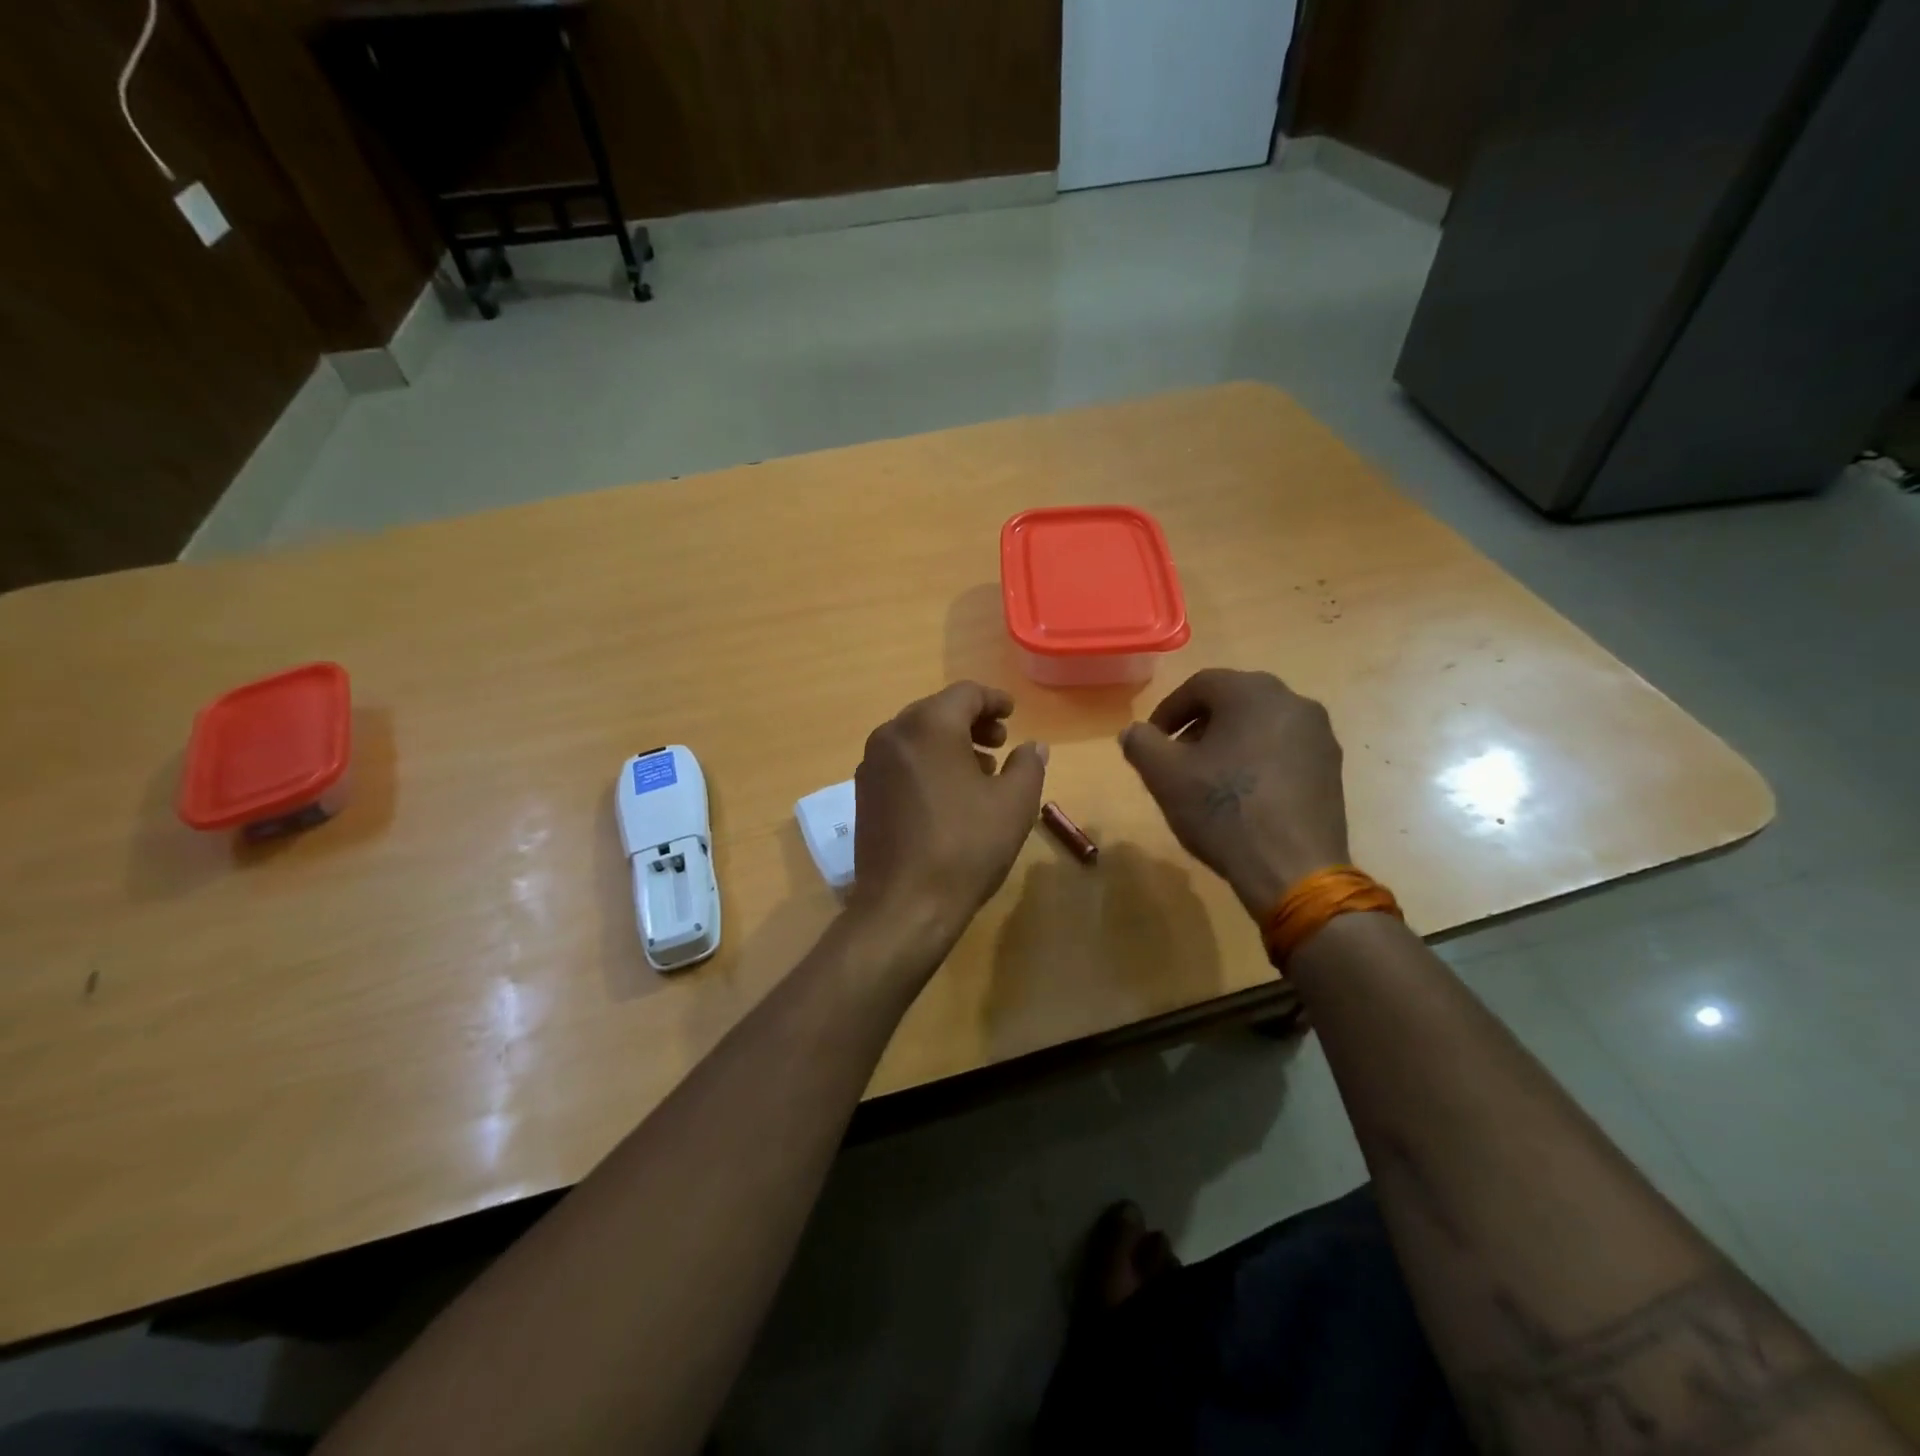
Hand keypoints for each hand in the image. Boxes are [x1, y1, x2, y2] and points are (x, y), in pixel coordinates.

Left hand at [849, 682, 1047, 948]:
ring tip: (980, 771)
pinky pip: (900, 761)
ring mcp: (871, 764)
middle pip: (937, 711)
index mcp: (929, 725)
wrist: (904, 905)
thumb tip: (1033, 745)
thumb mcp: (1014, 804)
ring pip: (916, 736)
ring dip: (949, 744)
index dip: (994, 700)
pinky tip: (947, 794)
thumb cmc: (965, 847)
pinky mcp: (864, 792)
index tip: (1013, 715)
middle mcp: (893, 734)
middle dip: (972, 722)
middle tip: (1000, 743)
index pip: (965, 693)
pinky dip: (927, 763)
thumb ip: (1028, 765)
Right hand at [1120, 669, 1348, 917]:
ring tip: (1208, 778)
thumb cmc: (1223, 810)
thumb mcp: (1164, 775)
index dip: (1168, 711)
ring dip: (1229, 742)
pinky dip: (1258, 760)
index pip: (1200, 684)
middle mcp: (1293, 701)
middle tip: (1177, 757)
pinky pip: (1284, 749)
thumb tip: (1133, 731)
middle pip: (1234, 701)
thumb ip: (1141, 743)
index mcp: (1252, 692)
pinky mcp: (1332, 768)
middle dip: (1199, 726)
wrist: (1292, 868)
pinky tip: (1243, 795)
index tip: (1152, 741)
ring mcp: (1319, 735)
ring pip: (1261, 725)